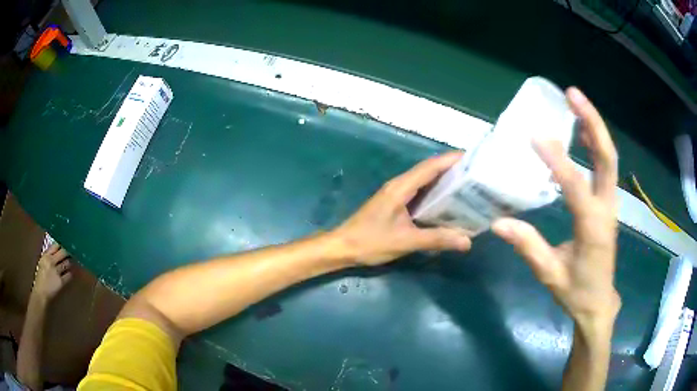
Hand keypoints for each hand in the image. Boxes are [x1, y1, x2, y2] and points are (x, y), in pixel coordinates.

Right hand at [33, 243, 72, 300]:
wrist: (41, 293)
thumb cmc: (41, 278)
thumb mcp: (42, 263)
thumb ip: (49, 256)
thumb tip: (58, 250)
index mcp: (45, 256)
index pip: (56, 245)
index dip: (62, 244)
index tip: (67, 243)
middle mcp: (51, 261)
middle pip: (63, 252)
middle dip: (68, 252)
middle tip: (73, 251)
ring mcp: (56, 272)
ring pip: (67, 263)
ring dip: (70, 263)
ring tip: (72, 262)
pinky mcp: (61, 282)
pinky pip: (69, 275)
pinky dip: (70, 273)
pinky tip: (70, 272)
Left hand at [333, 152, 472, 265]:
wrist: (343, 247)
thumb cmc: (370, 242)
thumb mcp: (406, 241)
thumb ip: (436, 239)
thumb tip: (467, 241)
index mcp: (401, 187)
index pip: (430, 167)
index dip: (451, 160)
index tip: (472, 157)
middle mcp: (399, 185)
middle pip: (429, 170)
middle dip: (452, 168)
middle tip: (475, 173)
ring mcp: (396, 193)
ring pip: (424, 181)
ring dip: (444, 180)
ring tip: (468, 184)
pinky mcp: (395, 203)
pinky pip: (419, 192)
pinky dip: (434, 192)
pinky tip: (447, 202)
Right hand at [492, 87, 620, 329]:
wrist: (599, 302)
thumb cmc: (576, 291)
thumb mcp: (550, 274)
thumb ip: (528, 247)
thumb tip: (498, 223)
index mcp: (592, 227)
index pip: (576, 186)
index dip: (557, 160)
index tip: (536, 136)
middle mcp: (606, 208)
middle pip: (607, 158)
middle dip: (592, 123)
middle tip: (572, 95)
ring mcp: (611, 203)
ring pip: (608, 158)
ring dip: (594, 128)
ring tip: (575, 103)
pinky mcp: (608, 203)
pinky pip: (605, 167)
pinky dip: (595, 144)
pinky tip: (582, 133)